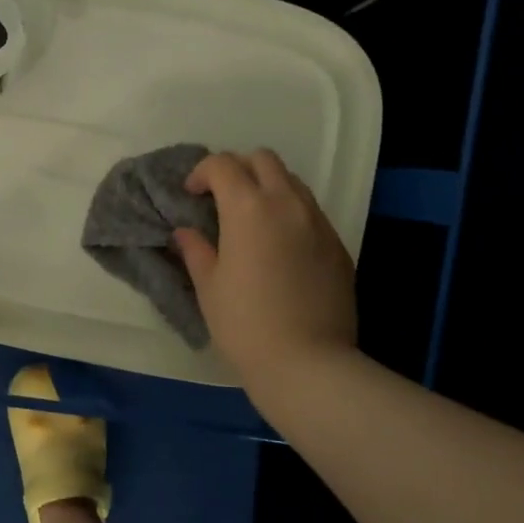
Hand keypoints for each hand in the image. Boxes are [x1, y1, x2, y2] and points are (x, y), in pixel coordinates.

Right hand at [173, 149, 357, 382]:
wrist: (307, 363)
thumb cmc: (245, 324)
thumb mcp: (209, 286)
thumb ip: (196, 250)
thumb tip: (186, 232)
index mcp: (248, 208)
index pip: (223, 165)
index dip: (201, 173)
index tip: (191, 195)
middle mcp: (287, 203)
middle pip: (263, 159)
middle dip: (238, 168)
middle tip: (221, 197)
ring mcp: (318, 222)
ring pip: (291, 181)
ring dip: (267, 186)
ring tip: (252, 218)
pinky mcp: (337, 244)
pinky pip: (310, 211)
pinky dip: (290, 212)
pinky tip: (279, 246)